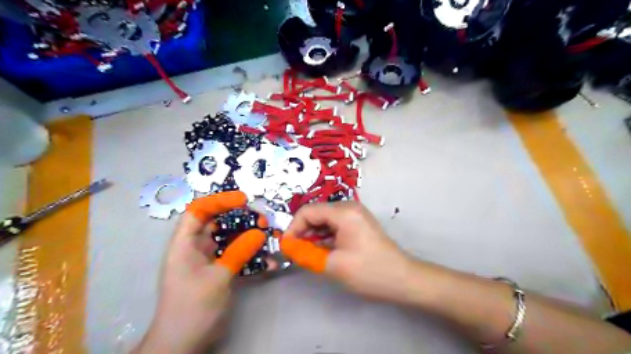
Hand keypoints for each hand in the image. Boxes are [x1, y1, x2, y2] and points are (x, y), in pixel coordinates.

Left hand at [134, 192, 264, 352]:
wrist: (183, 344)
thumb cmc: (192, 308)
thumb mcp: (217, 278)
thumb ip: (238, 252)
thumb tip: (259, 232)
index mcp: (185, 244)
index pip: (198, 211)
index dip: (219, 200)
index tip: (243, 200)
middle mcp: (196, 248)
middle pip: (218, 223)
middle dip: (241, 219)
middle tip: (263, 220)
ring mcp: (208, 260)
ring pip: (230, 239)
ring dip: (250, 237)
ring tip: (269, 238)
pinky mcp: (219, 271)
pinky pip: (236, 257)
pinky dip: (251, 257)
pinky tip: (269, 263)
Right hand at [283, 203, 411, 302]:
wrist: (402, 279)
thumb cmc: (369, 271)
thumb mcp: (333, 265)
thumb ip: (306, 254)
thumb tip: (287, 248)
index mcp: (343, 212)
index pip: (307, 211)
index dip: (292, 228)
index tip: (286, 247)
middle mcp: (348, 206)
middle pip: (315, 213)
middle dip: (302, 231)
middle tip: (295, 251)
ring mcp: (355, 214)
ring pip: (324, 219)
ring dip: (312, 234)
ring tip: (307, 252)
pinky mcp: (358, 222)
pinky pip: (334, 224)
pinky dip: (324, 235)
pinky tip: (321, 249)